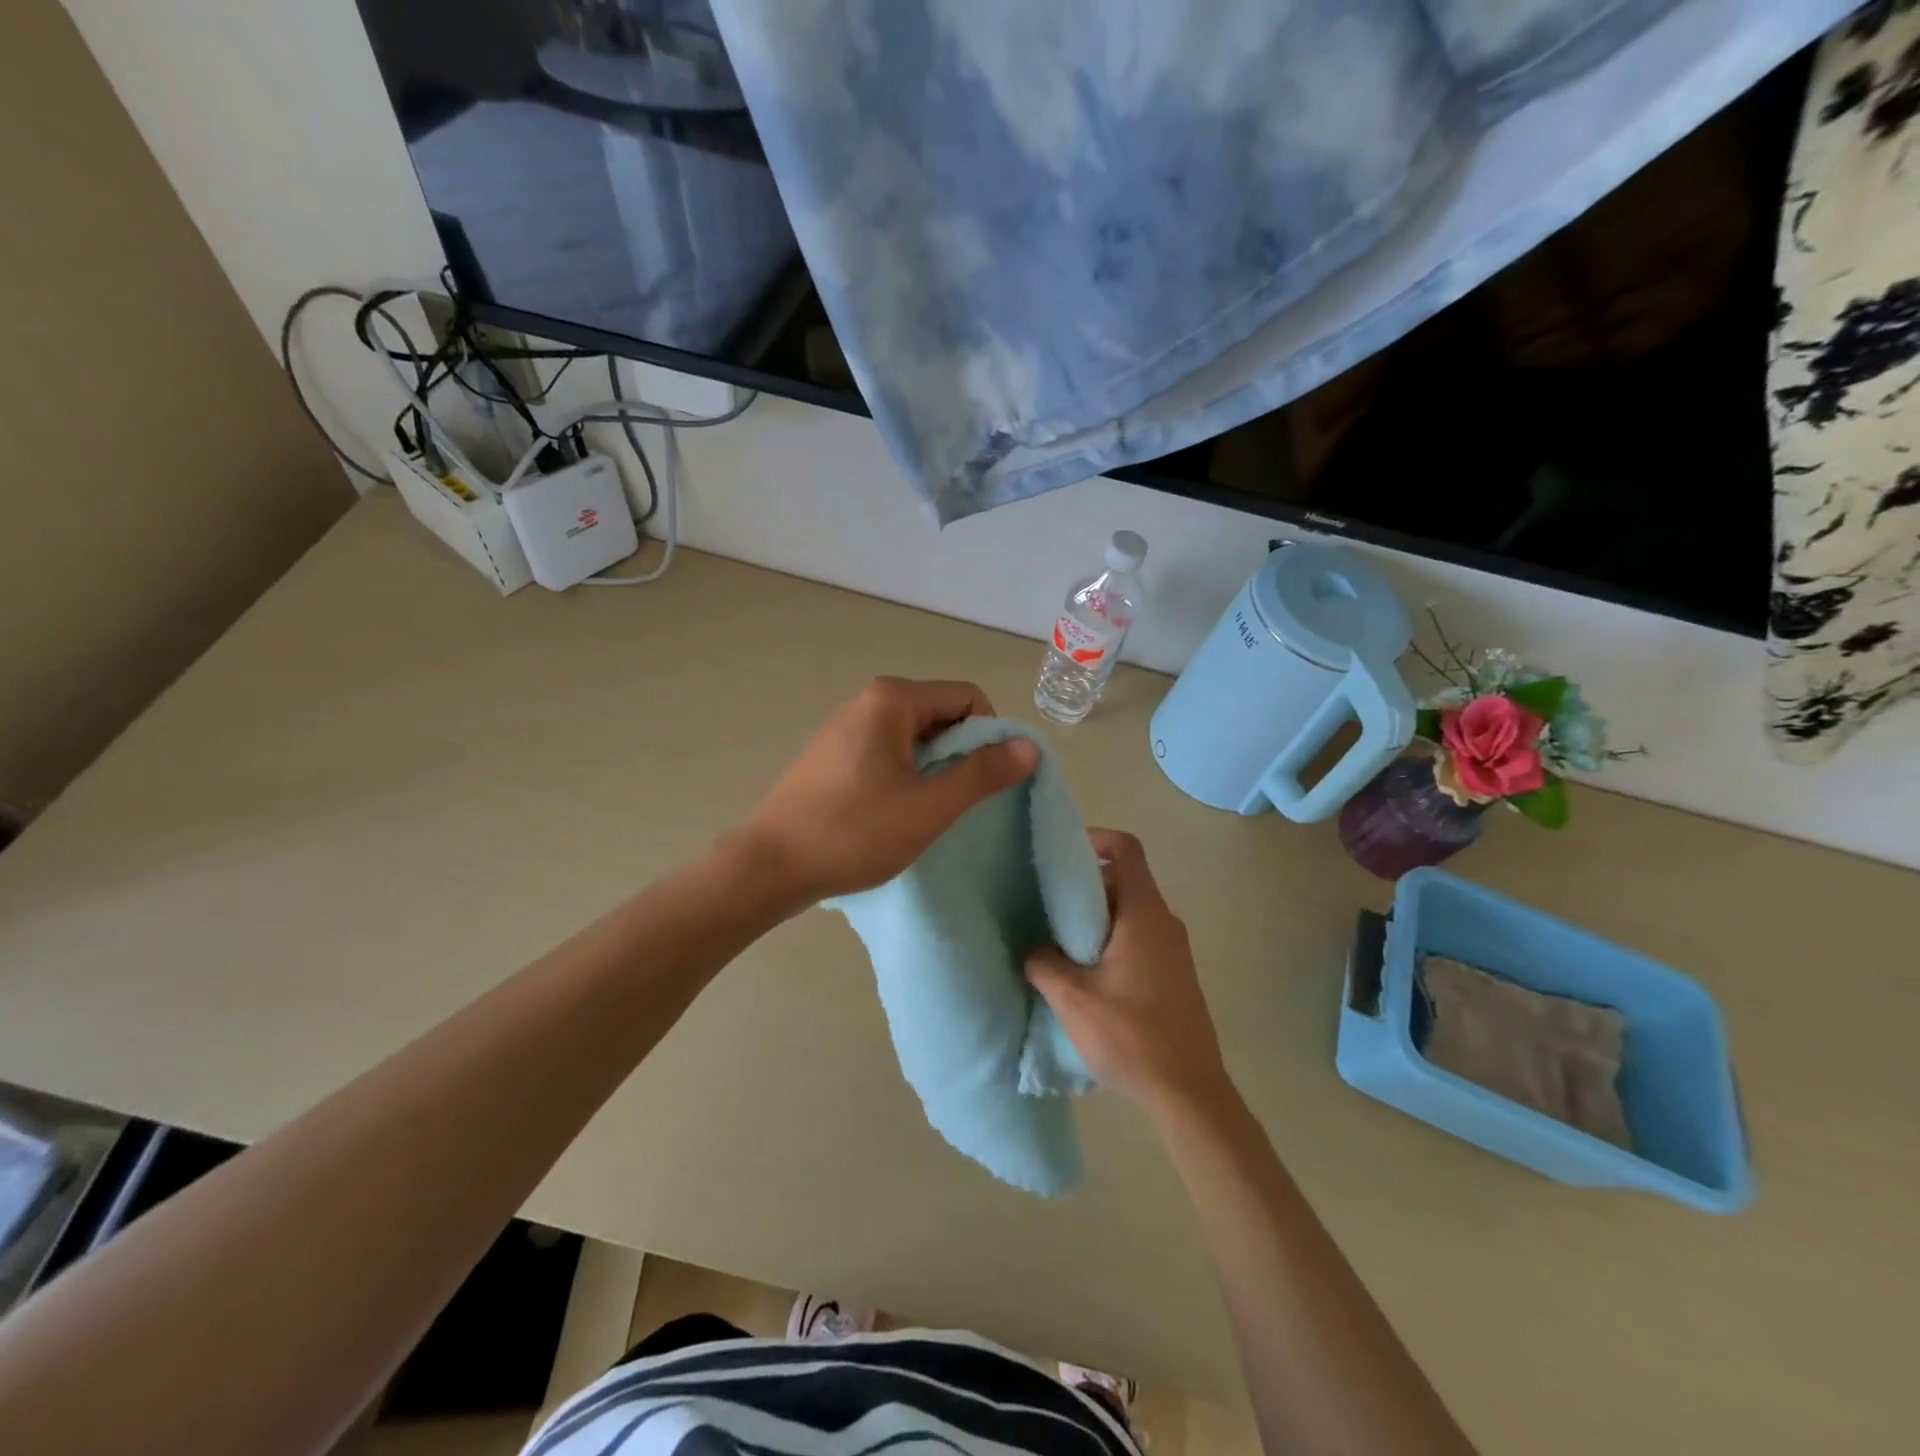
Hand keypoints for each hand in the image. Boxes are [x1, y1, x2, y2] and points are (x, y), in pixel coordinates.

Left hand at [737, 677, 1038, 908]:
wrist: (770, 866)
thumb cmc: (854, 832)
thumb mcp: (929, 806)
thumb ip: (983, 773)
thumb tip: (1029, 746)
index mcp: (893, 699)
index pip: (968, 698)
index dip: (989, 736)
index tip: (983, 782)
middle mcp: (869, 700)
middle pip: (942, 713)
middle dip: (961, 754)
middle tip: (956, 803)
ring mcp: (848, 726)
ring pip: (917, 736)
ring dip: (935, 769)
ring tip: (926, 812)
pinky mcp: (835, 753)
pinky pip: (890, 751)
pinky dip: (907, 775)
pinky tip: (896, 812)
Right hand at [1025, 829, 1232, 1117]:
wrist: (1189, 1093)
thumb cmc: (1131, 1035)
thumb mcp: (1073, 998)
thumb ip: (1044, 963)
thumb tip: (1032, 948)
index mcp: (1145, 914)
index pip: (1126, 849)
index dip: (1095, 838)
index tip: (1061, 853)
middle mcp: (1164, 922)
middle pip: (1124, 880)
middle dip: (1085, 884)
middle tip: (1047, 903)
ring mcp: (1174, 949)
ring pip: (1130, 912)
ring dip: (1096, 917)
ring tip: (1059, 940)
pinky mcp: (1175, 974)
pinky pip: (1140, 937)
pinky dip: (1111, 938)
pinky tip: (1086, 972)